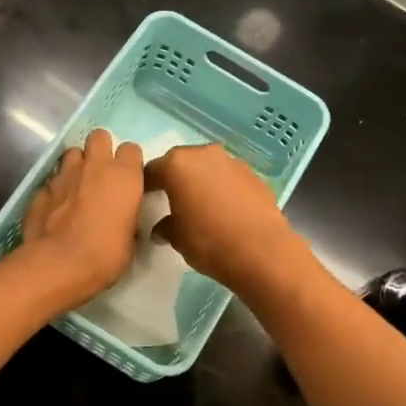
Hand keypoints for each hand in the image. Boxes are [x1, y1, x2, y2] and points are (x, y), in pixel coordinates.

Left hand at [17, 129, 145, 310]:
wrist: (59, 264)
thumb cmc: (106, 254)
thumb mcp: (131, 240)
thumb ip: (128, 217)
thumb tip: (124, 217)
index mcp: (124, 176)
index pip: (131, 149)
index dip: (129, 163)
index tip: (128, 180)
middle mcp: (95, 166)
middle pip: (99, 137)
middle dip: (100, 150)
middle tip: (101, 174)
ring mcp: (64, 174)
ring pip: (72, 153)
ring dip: (77, 166)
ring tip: (77, 187)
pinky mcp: (41, 189)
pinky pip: (52, 180)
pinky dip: (57, 189)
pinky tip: (57, 208)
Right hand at [145, 144, 313, 294]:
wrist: (261, 251)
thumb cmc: (208, 241)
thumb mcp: (176, 238)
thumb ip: (165, 226)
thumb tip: (162, 228)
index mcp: (177, 165)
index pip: (152, 170)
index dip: (145, 185)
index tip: (143, 200)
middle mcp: (204, 154)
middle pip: (181, 163)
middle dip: (175, 179)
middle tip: (171, 201)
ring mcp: (232, 162)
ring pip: (208, 168)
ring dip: (201, 182)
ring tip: (200, 206)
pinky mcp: (254, 175)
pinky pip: (229, 178)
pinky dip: (222, 189)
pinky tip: (224, 211)